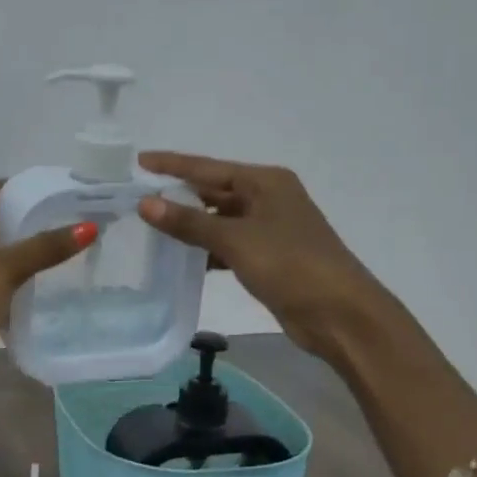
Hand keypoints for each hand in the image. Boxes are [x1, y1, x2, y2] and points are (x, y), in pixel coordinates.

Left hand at [0, 181, 95, 441]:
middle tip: (52, 216)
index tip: (43, 191)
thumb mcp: (2, 270)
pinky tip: (34, 281)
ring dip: (10, 248)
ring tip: (49, 245)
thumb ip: (44, 248)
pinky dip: (6, 276)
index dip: (8, 188)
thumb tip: (88, 227)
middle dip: (12, 217)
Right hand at [136, 152, 384, 355]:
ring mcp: (269, 228)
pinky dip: (206, 248)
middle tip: (137, 198)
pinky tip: (182, 257)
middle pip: (213, 191)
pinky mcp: (268, 257)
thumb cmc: (290, 265)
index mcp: (265, 182)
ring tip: (150, 227)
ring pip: (219, 220)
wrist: (340, 314)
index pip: (207, 168)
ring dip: (190, 224)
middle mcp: (268, 198)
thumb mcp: (235, 240)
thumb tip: (146, 203)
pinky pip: (228, 244)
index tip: (138, 162)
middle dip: (178, 196)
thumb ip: (188, 222)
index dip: (171, 165)